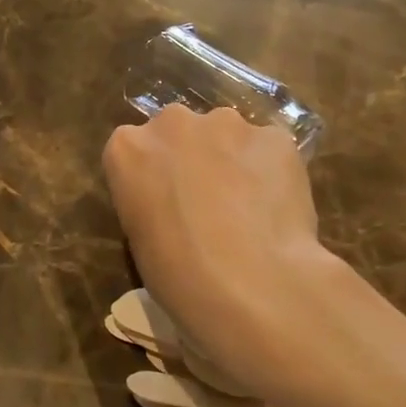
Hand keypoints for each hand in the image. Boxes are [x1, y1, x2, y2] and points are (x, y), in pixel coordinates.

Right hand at [102, 106, 363, 401]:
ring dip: (233, 159)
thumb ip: (151, 200)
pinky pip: (269, 150)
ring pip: (228, 135)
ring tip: (250, 206)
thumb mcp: (140, 238)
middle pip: (180, 131)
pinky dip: (272, 171)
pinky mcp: (274, 136)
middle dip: (192, 156)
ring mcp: (226, 124)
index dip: (153, 176)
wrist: (250, 283)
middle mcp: (172, 123)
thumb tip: (177, 202)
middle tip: (208, 201)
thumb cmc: (177, 275)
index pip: (133, 149)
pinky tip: (279, 208)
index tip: (165, 203)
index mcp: (126, 149)